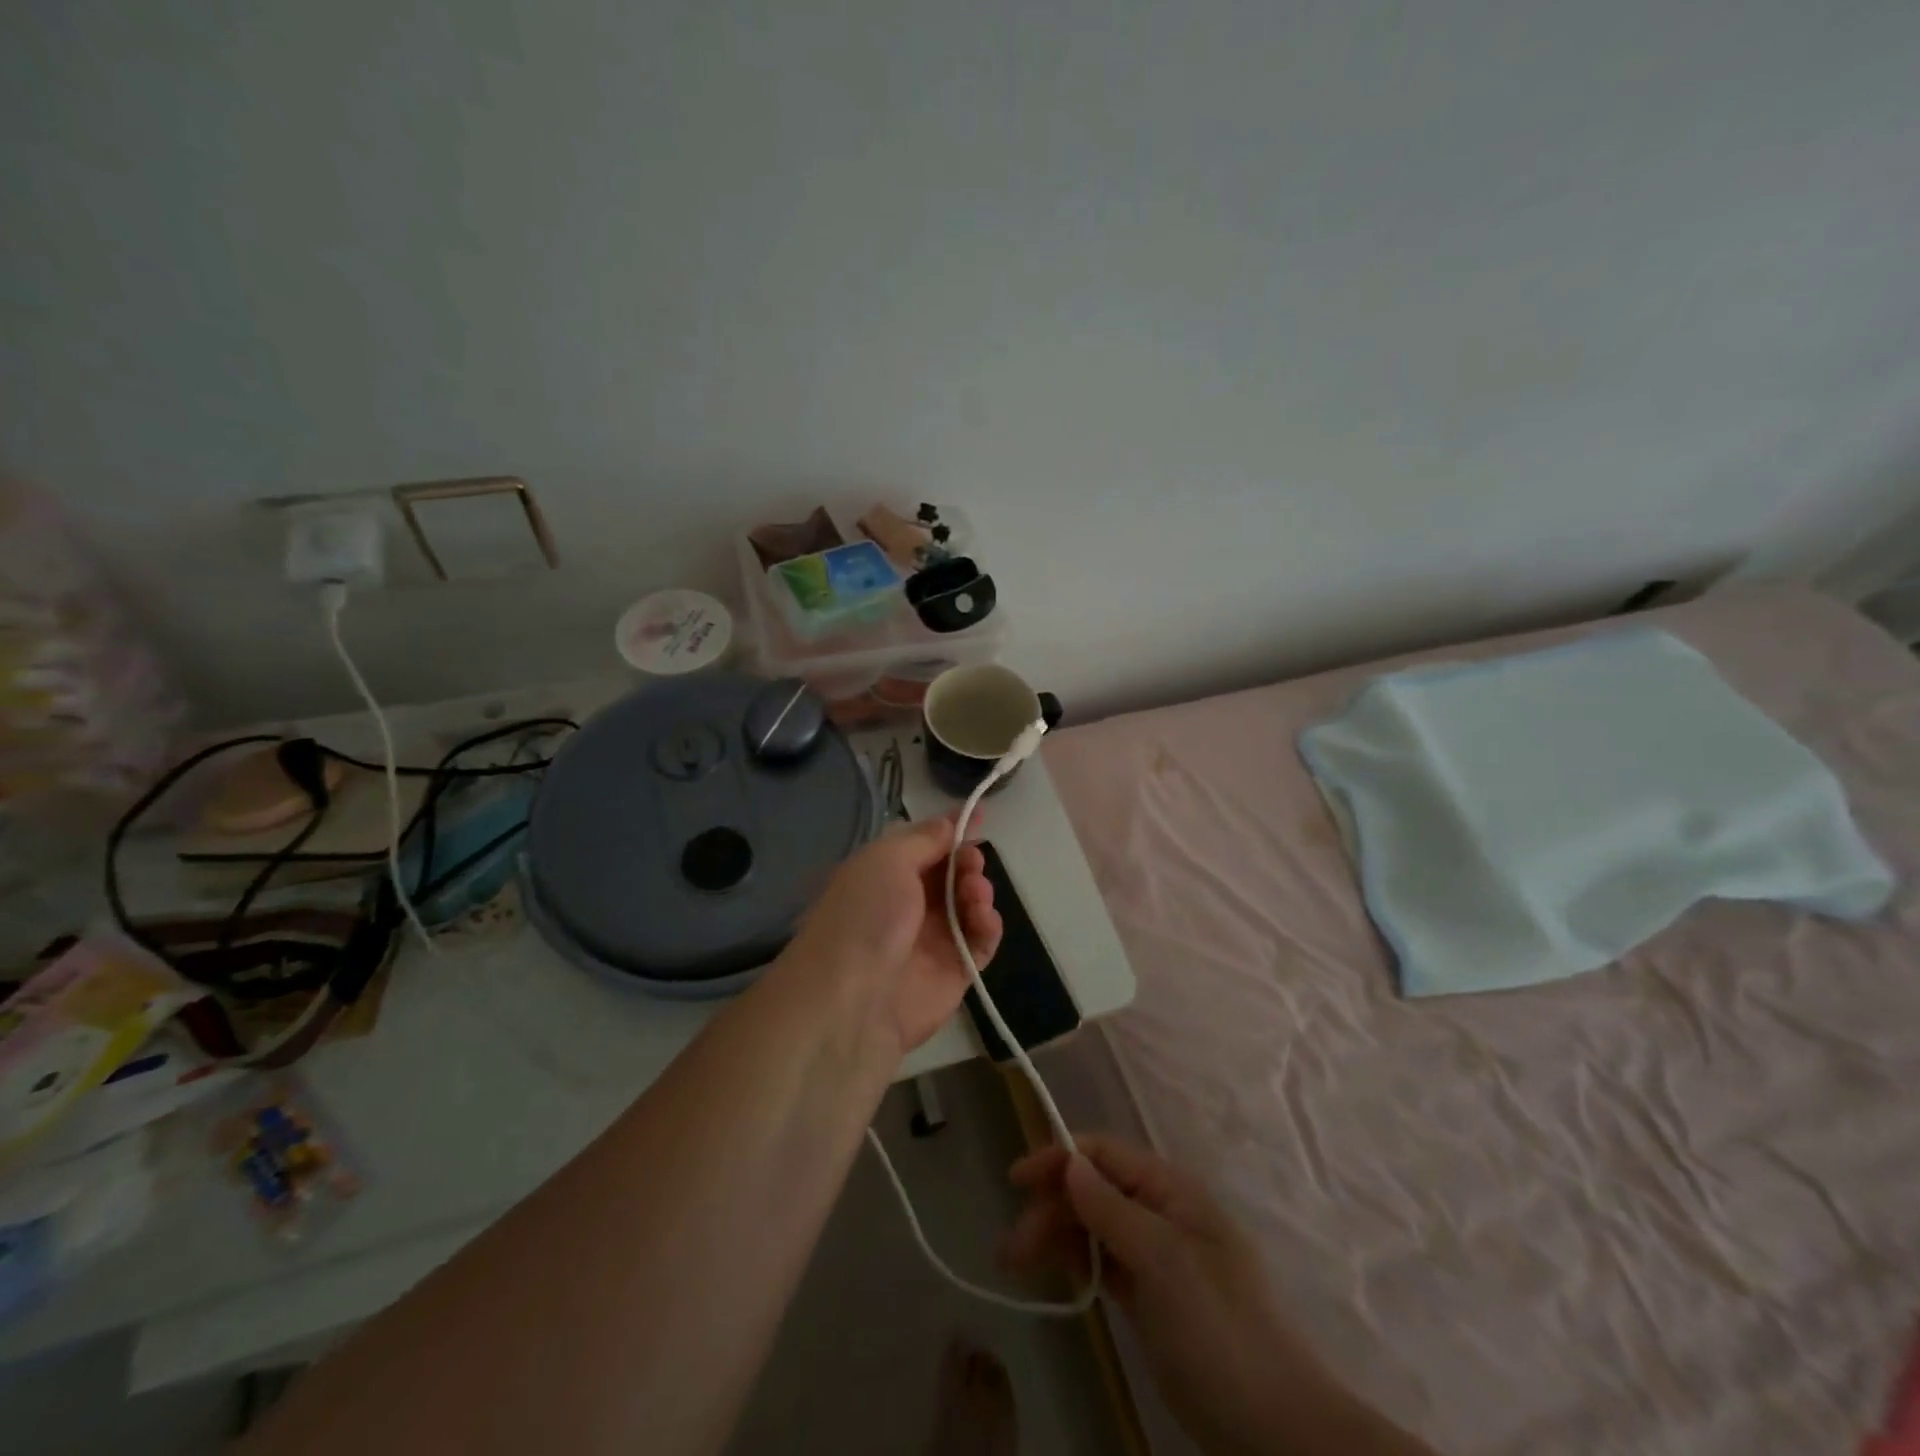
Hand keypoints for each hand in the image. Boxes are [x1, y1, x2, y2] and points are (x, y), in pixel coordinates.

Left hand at [780, 812, 1002, 1059]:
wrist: (852, 999)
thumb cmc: (865, 915)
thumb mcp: (887, 859)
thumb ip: (925, 838)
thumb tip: (951, 821)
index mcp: (884, 874)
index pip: (924, 845)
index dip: (950, 829)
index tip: (979, 813)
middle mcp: (907, 904)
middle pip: (951, 873)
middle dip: (967, 860)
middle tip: (971, 862)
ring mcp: (931, 939)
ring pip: (969, 904)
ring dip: (978, 891)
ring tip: (974, 893)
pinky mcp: (954, 971)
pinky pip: (981, 942)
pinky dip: (988, 926)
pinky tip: (983, 919)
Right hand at [999, 1136, 1437, 1455]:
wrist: (1272, 1425)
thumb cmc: (1217, 1328)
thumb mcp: (1162, 1260)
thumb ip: (1112, 1209)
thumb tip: (1070, 1162)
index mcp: (1170, 1190)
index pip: (1103, 1154)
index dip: (1058, 1159)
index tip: (1016, 1181)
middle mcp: (1159, 1212)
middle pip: (1092, 1190)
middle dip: (1050, 1207)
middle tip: (1011, 1248)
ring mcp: (1155, 1255)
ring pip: (1093, 1226)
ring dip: (1055, 1236)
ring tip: (1014, 1264)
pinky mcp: (1149, 1295)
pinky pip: (1104, 1261)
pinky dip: (1077, 1262)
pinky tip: (1057, 1277)